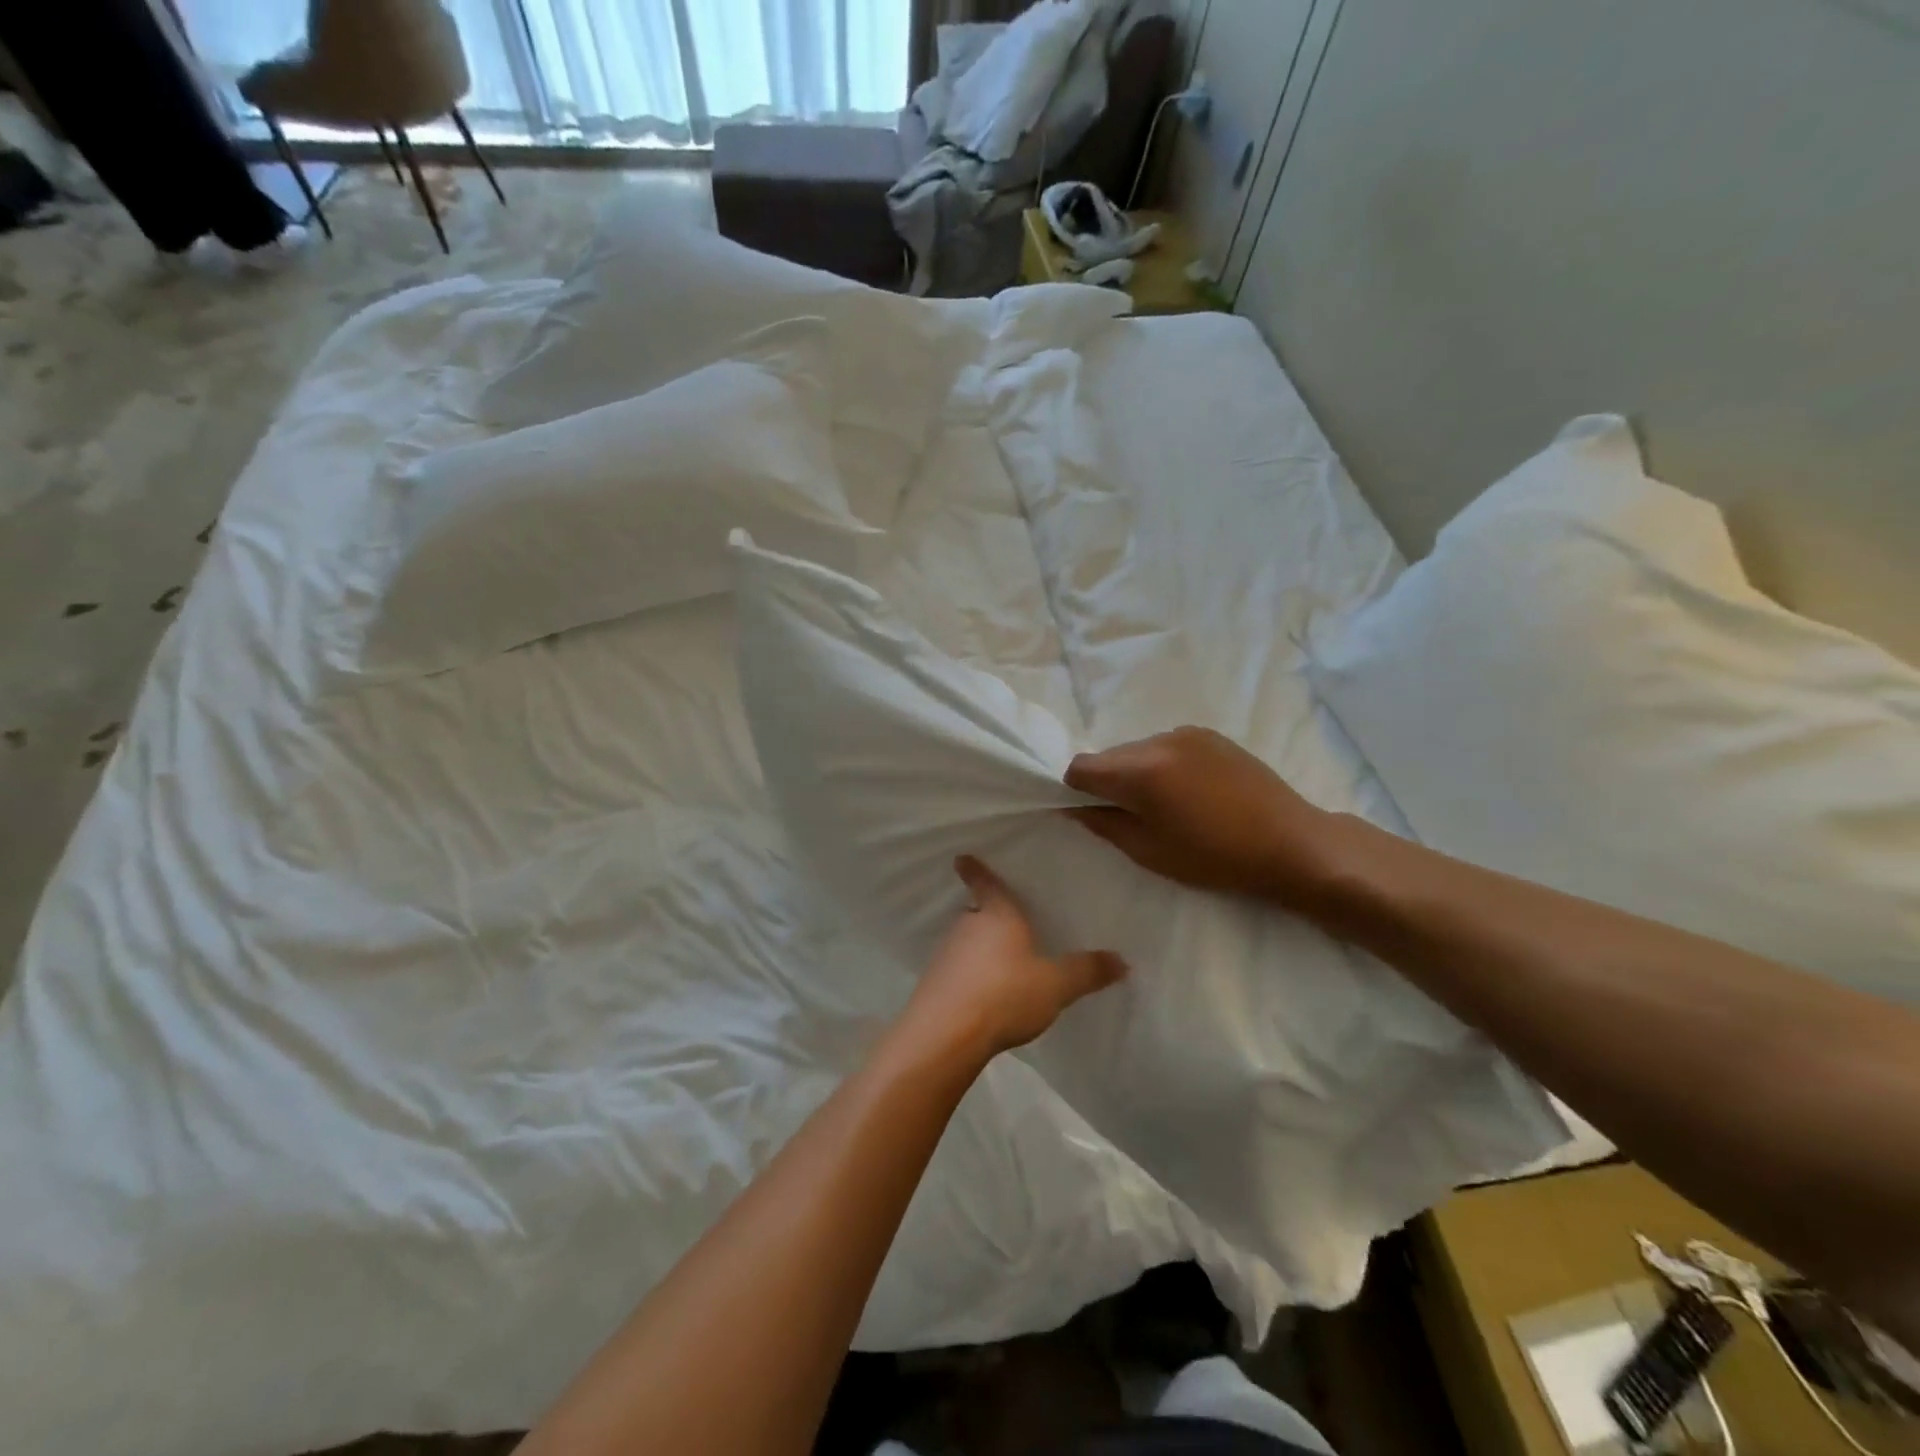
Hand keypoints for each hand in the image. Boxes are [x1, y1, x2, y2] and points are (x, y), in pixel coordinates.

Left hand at [903, 857, 1127, 1061]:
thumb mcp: (1056, 985)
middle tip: (1000, 919)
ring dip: (977, 948)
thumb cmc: (1005, 994)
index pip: (987, 884)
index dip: (976, 870)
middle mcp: (967, 927)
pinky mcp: (934, 983)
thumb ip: (1086, 972)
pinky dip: (968, 974)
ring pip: (965, 941)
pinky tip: (982, 993)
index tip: (961, 857)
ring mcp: (946, 954)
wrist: (947, 1033)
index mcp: (998, 915)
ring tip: (998, 961)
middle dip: (985, 915)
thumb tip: (1123, 960)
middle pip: (976, 912)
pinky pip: (956, 969)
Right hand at [1064, 726, 1339, 908]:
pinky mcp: (1210, 735)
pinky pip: (1166, 746)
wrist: (1289, 843)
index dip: (1075, 790)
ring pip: (1138, 750)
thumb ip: (1104, 824)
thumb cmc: (1216, 857)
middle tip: (1131, 815)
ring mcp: (1187, 734)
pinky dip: (1163, 765)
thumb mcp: (1150, 851)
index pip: (1081, 767)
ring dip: (1137, 772)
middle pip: (1109, 756)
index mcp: (1141, 771)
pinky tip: (1189, 792)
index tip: (1090, 812)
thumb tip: (1076, 808)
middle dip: (1108, 782)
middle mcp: (1158, 741)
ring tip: (1166, 805)